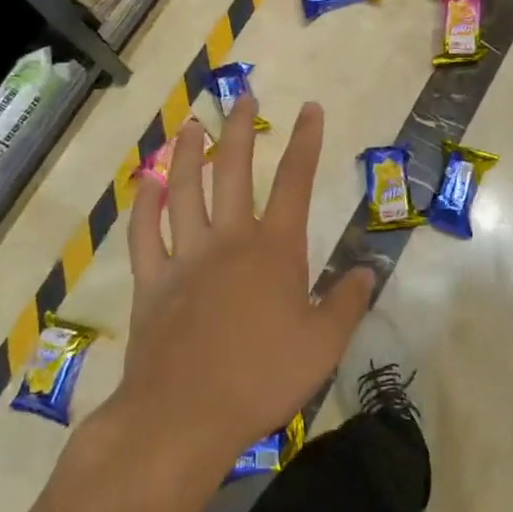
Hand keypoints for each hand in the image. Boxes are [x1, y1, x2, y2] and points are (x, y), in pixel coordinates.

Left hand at [116, 96, 373, 473]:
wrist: (184, 416)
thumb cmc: (262, 378)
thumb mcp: (324, 344)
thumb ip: (347, 301)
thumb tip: (368, 269)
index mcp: (275, 250)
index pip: (296, 182)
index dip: (306, 142)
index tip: (311, 108)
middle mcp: (230, 240)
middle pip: (235, 171)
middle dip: (240, 130)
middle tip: (242, 95)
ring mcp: (185, 257)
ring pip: (185, 191)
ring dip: (188, 154)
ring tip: (191, 125)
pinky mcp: (152, 282)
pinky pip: (144, 234)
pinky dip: (144, 205)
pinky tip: (146, 183)